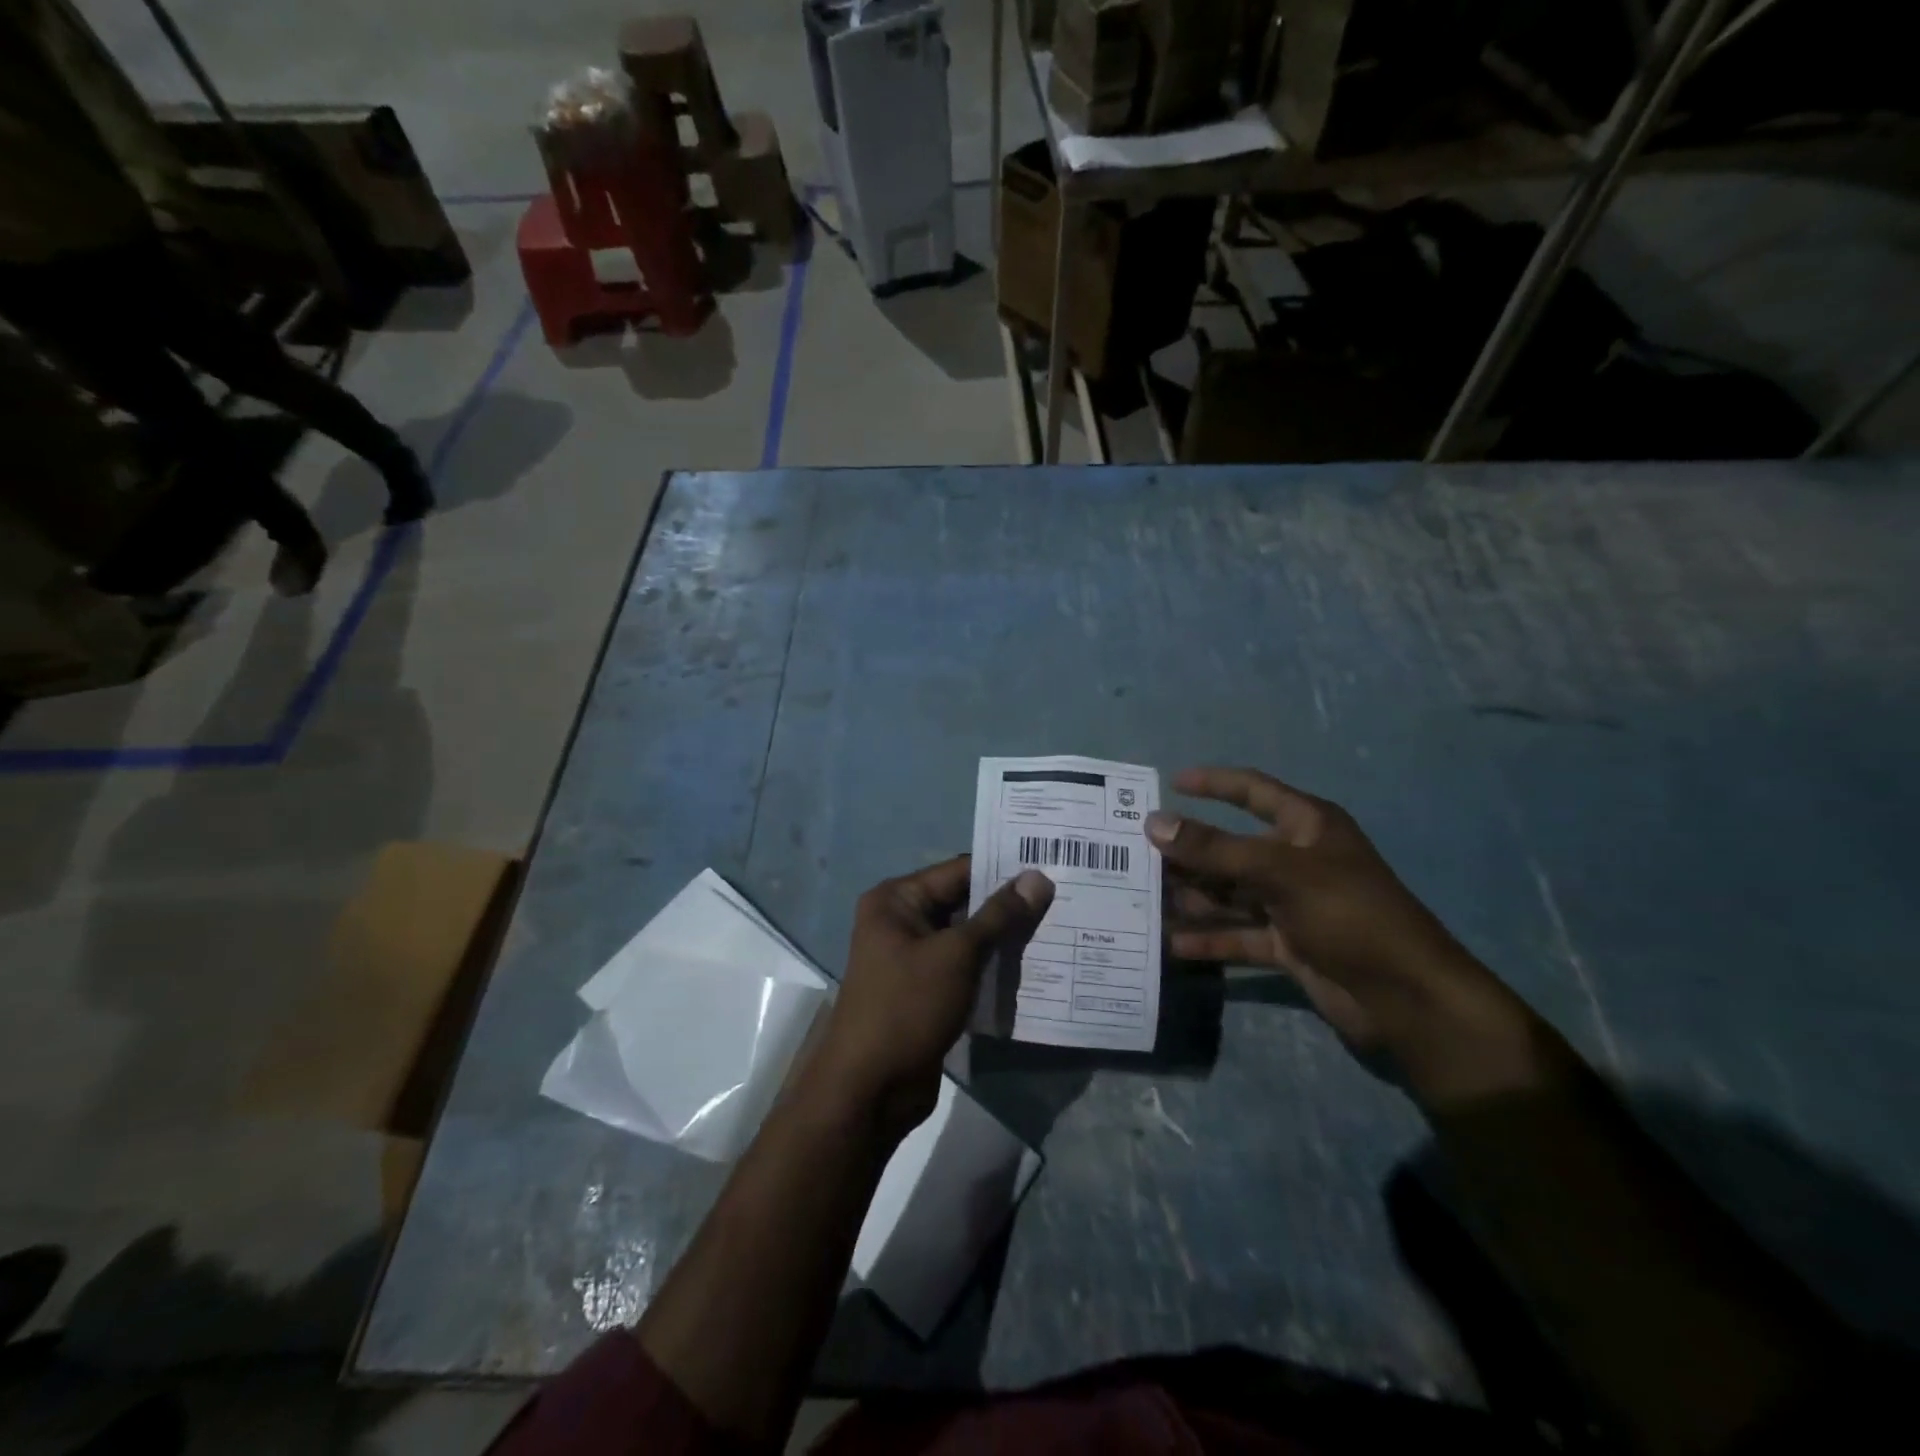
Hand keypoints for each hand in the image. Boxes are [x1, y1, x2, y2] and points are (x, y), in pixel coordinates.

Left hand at [809, 857, 1052, 1140]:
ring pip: (967, 936)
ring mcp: (912, 957)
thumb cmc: (908, 1007)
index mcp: (896, 900)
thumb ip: (999, 915)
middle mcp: (901, 921)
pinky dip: (992, 965)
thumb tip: (1038, 877)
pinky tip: (1033, 964)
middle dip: (1008, 904)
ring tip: (1058, 927)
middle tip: (1063, 896)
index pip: (958, 870)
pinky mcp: (926, 990)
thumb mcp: (957, 955)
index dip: (1004, 868)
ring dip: (1004, 937)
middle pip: (963, 902)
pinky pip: (965, 966)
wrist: (870, 1089)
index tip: (1052, 863)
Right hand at [1151, 767, 1504, 1060]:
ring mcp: (1291, 905)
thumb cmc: (1349, 914)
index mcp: (1306, 827)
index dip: (1213, 783)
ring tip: (1144, 900)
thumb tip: (1154, 823)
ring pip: (1230, 894)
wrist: (1407, 998)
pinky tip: (1172, 943)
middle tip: (1137, 856)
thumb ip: (1214, 850)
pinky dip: (1210, 938)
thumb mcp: (1280, 872)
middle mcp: (1296, 860)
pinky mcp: (1288, 945)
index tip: (1170, 783)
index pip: (1252, 792)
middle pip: (1231, 849)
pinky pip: (1239, 934)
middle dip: (1188, 853)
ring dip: (1192, 897)